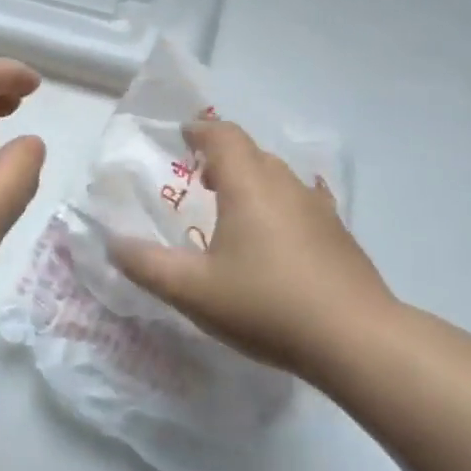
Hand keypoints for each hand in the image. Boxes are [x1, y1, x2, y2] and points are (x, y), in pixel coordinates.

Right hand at [111, 121, 399, 380]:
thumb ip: (146, 265)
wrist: (357, 339)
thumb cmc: (266, 305)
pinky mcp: (339, 236)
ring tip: (230, 209)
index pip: (224, 136)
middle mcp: (286, 186)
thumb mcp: (192, 291)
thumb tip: (113, 243)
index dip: (200, 131)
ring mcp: (319, 210)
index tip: (182, 136)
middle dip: (222, 156)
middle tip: (197, 178)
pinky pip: (299, 203)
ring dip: (251, 181)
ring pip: (278, 178)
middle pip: (252, 153)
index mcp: (249, 186)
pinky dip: (276, 206)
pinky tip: (272, 240)